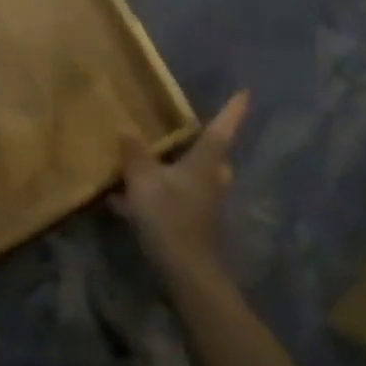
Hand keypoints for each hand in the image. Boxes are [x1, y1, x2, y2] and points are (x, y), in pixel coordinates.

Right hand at [112, 91, 249, 282]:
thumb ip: (135, 153)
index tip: (245, 93)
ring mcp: (202, 203)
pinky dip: (154, 194)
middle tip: (186, 130)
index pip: (221, 130)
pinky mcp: (191, 223)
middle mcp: (210, 179)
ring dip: (176, 169)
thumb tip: (126, 126)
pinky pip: (173, 198)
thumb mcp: (144, 180)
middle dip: (202, 143)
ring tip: (145, 161)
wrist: (185, 272)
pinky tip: (120, 201)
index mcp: (205, 163)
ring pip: (193, 178)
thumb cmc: (170, 216)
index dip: (233, 110)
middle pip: (213, 156)